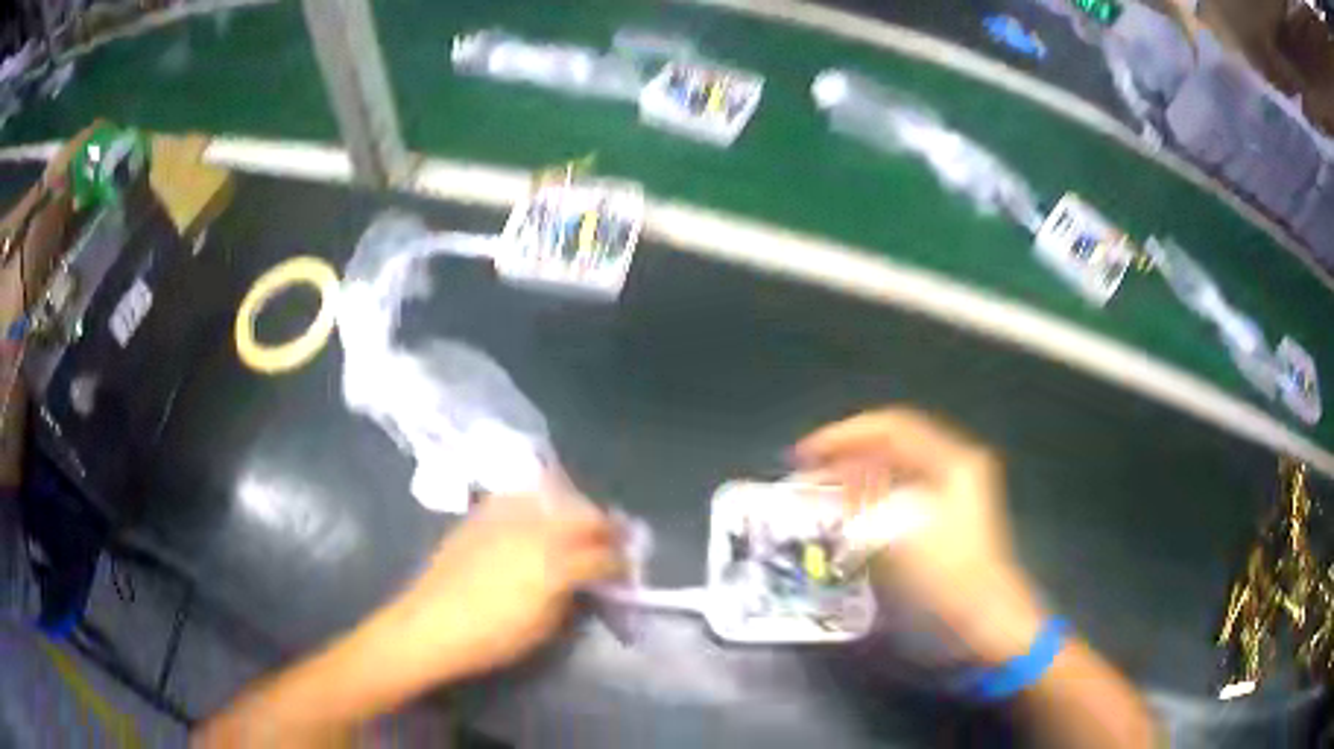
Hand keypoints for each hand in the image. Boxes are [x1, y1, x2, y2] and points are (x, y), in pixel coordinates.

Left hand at [375, 491, 626, 684]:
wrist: (431, 624)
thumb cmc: (492, 638)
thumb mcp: (544, 628)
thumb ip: (572, 598)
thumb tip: (586, 582)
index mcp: (554, 565)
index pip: (602, 556)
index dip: (621, 563)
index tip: (628, 570)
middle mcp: (535, 530)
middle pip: (584, 516)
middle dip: (607, 527)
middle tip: (616, 539)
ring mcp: (506, 517)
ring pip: (555, 497)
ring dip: (576, 508)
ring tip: (581, 521)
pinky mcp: (482, 514)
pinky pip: (520, 496)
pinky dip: (540, 500)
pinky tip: (540, 513)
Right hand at [793, 407, 1045, 665]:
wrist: (986, 625)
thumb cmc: (948, 581)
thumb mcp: (901, 537)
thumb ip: (864, 499)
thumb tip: (833, 475)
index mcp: (952, 461)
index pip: (891, 427)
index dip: (843, 435)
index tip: (804, 456)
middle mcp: (954, 468)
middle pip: (892, 446)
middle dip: (847, 456)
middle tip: (806, 474)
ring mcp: (953, 494)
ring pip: (894, 471)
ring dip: (855, 478)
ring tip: (819, 493)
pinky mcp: (945, 520)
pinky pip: (899, 496)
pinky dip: (870, 500)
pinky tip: (848, 517)